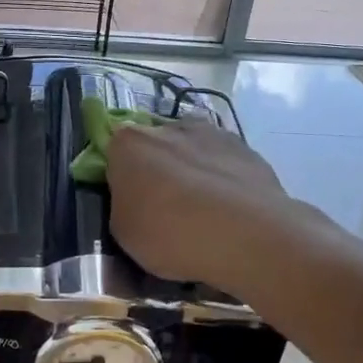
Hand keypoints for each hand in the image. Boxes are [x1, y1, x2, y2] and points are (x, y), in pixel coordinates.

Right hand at [106, 120, 287, 292]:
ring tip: (205, 213)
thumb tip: (135, 198)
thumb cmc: (172, 234)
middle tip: (167, 210)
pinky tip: (231, 212)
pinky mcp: (246, 148)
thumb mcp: (124, 233)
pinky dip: (223, 180)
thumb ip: (123, 205)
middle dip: (158, 171)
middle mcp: (168, 126)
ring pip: (192, 151)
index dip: (121, 178)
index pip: (114, 152)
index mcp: (129, 143)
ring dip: (193, 172)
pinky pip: (223, 163)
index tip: (132, 203)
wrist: (248, 236)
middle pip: (155, 147)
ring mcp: (211, 133)